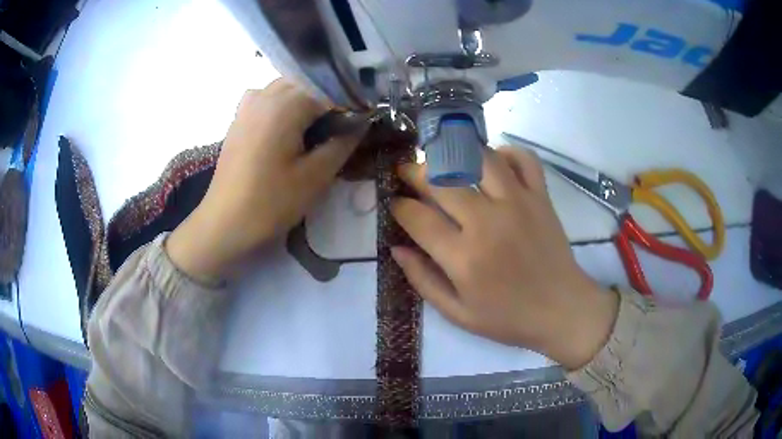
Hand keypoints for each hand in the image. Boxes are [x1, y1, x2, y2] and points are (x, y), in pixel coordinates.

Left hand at [167, 79, 362, 282]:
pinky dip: (283, 105)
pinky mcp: (239, 118)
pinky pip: (267, 98)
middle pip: (308, 84)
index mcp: (286, 105)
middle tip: (338, 130)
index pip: (330, 91)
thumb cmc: (270, 202)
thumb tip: (361, 122)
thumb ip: (343, 143)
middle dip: (328, 101)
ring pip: (287, 88)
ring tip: (314, 129)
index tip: (360, 126)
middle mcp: (265, 95)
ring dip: (305, 101)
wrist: (224, 222)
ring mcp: (248, 104)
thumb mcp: (316, 176)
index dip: (350, 106)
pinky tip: (286, 128)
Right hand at [390, 147, 618, 369]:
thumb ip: (423, 280)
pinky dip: (506, 152)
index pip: (418, 218)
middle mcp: (488, 222)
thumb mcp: (458, 314)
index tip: (395, 204)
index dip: (399, 207)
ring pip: (478, 159)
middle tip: (407, 172)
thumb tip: (396, 248)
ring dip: (454, 154)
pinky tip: (493, 161)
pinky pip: (523, 159)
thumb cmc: (508, 318)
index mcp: (464, 258)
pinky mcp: (540, 197)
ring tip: (443, 160)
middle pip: (442, 181)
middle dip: (415, 172)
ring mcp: (518, 203)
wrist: (561, 310)